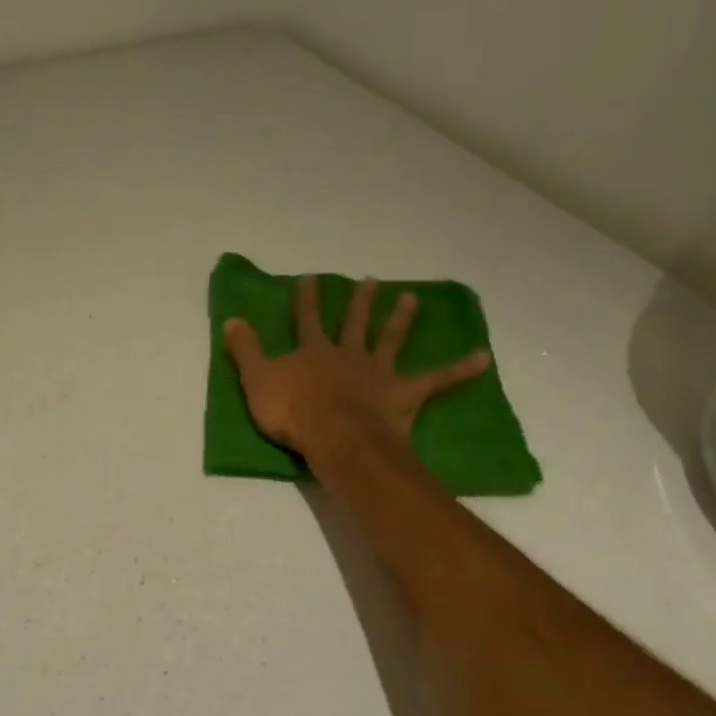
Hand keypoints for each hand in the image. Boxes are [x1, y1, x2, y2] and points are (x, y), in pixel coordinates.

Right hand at [223, 276, 489, 455]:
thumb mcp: (257, 381)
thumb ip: (245, 351)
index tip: (311, 278)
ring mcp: (378, 373)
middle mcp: (348, 355)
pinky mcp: (403, 394)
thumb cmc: (293, 412)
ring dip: (401, 320)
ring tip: (412, 299)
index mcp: (314, 352)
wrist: (335, 437)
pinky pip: (436, 380)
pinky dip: (460, 370)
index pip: (308, 318)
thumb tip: (231, 320)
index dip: (308, 298)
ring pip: (390, 341)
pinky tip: (483, 358)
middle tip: (371, 280)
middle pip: (355, 323)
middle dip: (360, 301)